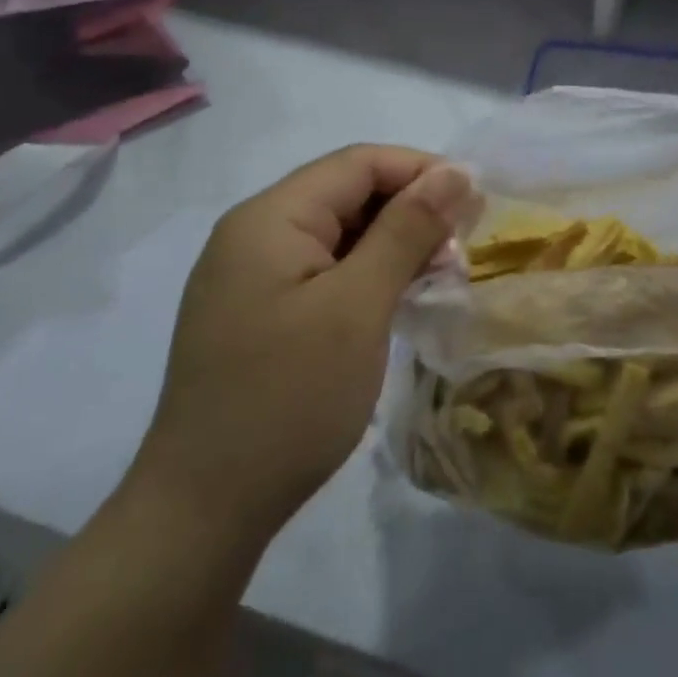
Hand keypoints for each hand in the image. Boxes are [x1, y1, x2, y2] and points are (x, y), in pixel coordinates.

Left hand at [131, 147, 479, 543]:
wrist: (203, 513)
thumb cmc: (288, 398)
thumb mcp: (358, 306)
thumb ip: (406, 229)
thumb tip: (454, 172)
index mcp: (270, 218)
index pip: (358, 163)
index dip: (421, 171)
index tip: (475, 203)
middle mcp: (254, 234)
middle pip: (348, 194)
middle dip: (410, 210)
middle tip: (462, 249)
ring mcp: (252, 276)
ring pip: (339, 234)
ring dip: (393, 245)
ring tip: (440, 276)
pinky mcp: (258, 313)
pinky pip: (324, 271)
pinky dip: (368, 276)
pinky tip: (399, 301)